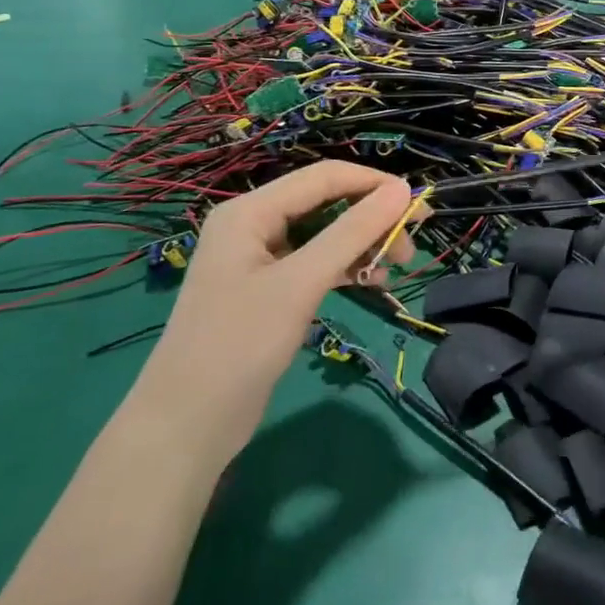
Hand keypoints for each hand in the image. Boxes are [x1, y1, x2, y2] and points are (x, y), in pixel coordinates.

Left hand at [127, 162, 414, 470]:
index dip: (374, 184)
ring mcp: (261, 259)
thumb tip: (403, 190)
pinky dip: (346, 267)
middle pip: (327, 202)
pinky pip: (316, 263)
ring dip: (363, 244)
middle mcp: (254, 225)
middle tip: (411, 245)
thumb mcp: (301, 283)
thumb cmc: (239, 344)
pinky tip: (371, 281)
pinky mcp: (270, 290)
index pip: (325, 177)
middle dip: (372, 218)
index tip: (418, 204)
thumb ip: (352, 232)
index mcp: (251, 211)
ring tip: (396, 267)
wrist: (185, 427)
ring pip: (326, 234)